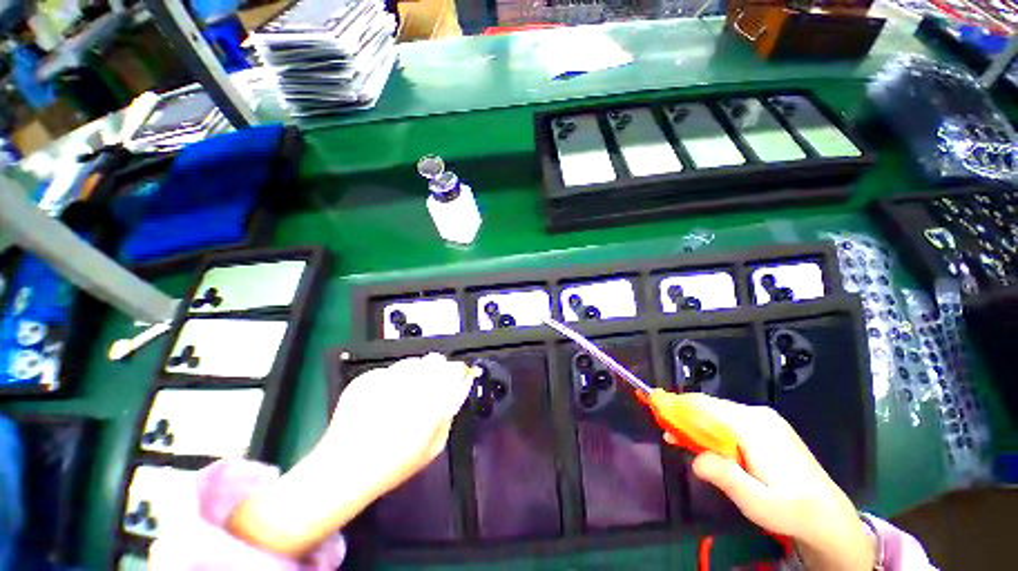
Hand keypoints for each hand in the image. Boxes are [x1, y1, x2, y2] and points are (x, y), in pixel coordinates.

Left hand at [226, 353, 474, 556]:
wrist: (343, 469)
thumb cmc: (394, 463)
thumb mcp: (434, 446)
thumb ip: (449, 413)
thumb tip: (458, 388)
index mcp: (431, 401)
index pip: (455, 370)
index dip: (458, 371)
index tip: (458, 376)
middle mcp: (410, 384)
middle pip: (435, 360)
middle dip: (438, 370)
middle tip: (431, 387)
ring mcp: (385, 378)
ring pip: (414, 361)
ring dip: (416, 372)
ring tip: (406, 394)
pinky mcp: (366, 378)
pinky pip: (390, 369)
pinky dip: (393, 379)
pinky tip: (385, 398)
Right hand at [670, 394, 875, 570]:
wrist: (829, 516)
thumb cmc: (792, 510)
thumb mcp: (756, 502)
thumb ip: (724, 476)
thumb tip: (695, 458)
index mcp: (754, 427)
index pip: (705, 407)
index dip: (677, 407)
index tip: (655, 409)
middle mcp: (757, 415)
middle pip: (709, 407)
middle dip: (684, 416)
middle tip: (667, 433)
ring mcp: (763, 419)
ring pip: (718, 412)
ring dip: (696, 423)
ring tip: (680, 439)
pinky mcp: (766, 426)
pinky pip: (729, 419)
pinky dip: (711, 427)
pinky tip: (706, 442)